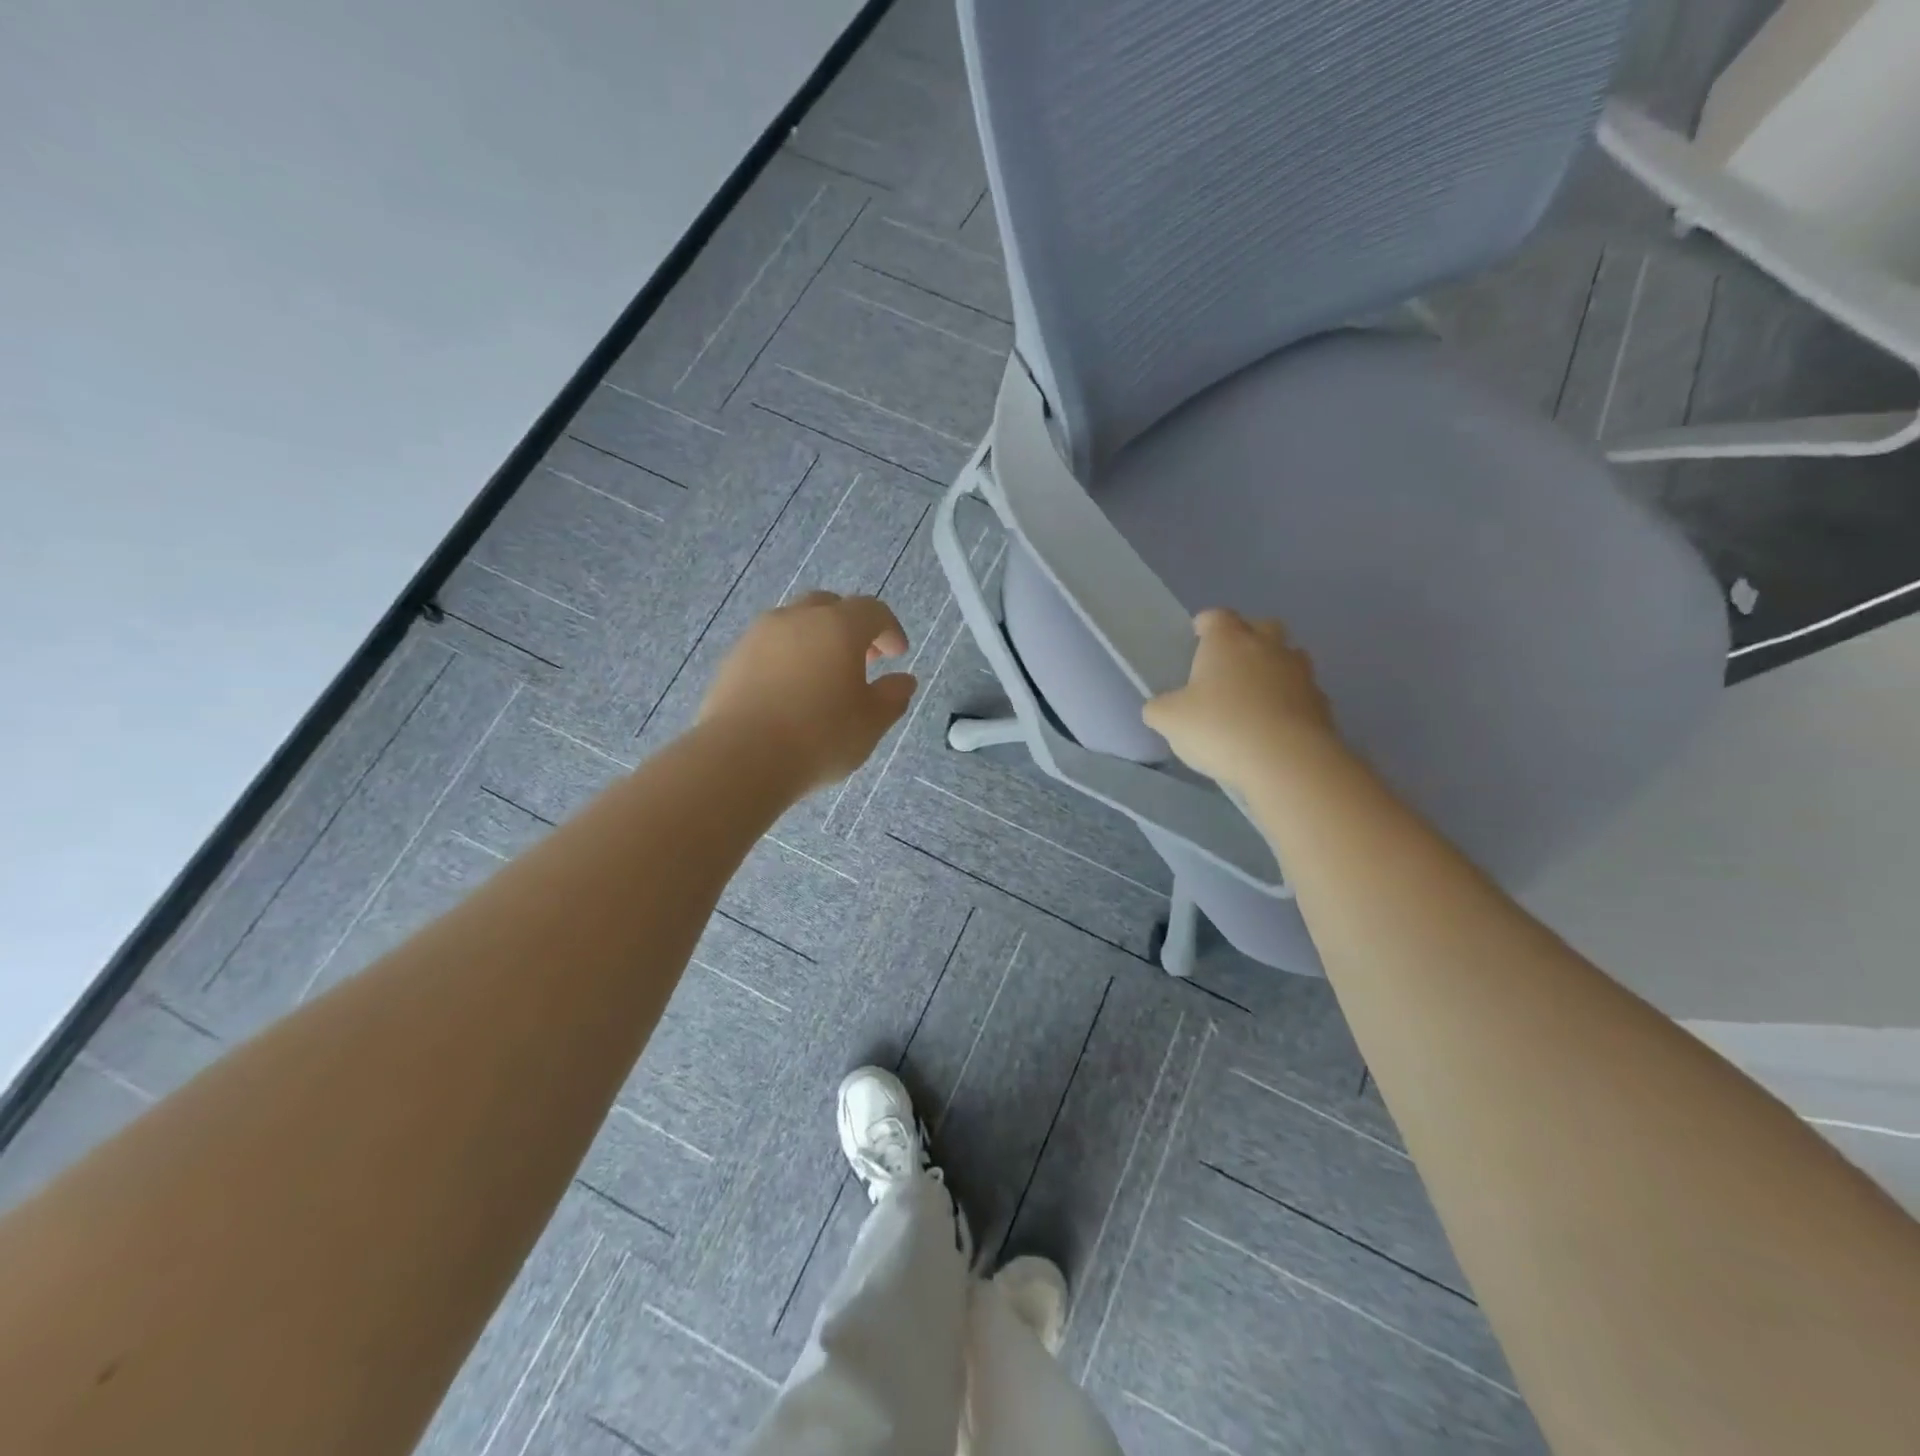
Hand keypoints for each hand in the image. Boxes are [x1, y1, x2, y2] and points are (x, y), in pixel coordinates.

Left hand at [699, 592, 916, 791]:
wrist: (741, 758)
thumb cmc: (819, 737)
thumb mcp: (871, 723)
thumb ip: (892, 697)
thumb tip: (904, 681)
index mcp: (838, 626)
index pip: (872, 611)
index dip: (889, 630)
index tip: (897, 654)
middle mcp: (796, 619)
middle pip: (829, 607)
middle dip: (851, 627)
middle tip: (863, 660)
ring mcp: (758, 636)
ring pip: (795, 624)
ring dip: (816, 641)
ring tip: (824, 677)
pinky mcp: (732, 660)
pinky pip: (769, 648)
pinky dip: (787, 659)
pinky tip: (791, 693)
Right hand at [1143, 609, 1338, 793]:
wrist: (1285, 759)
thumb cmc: (1219, 727)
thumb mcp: (1169, 720)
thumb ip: (1160, 708)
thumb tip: (1161, 707)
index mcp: (1227, 641)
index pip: (1217, 617)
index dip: (1206, 624)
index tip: (1197, 635)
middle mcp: (1267, 646)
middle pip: (1262, 626)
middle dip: (1248, 637)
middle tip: (1230, 663)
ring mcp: (1300, 673)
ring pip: (1289, 656)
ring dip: (1274, 668)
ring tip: (1256, 695)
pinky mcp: (1321, 702)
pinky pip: (1303, 692)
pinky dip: (1291, 701)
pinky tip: (1277, 725)